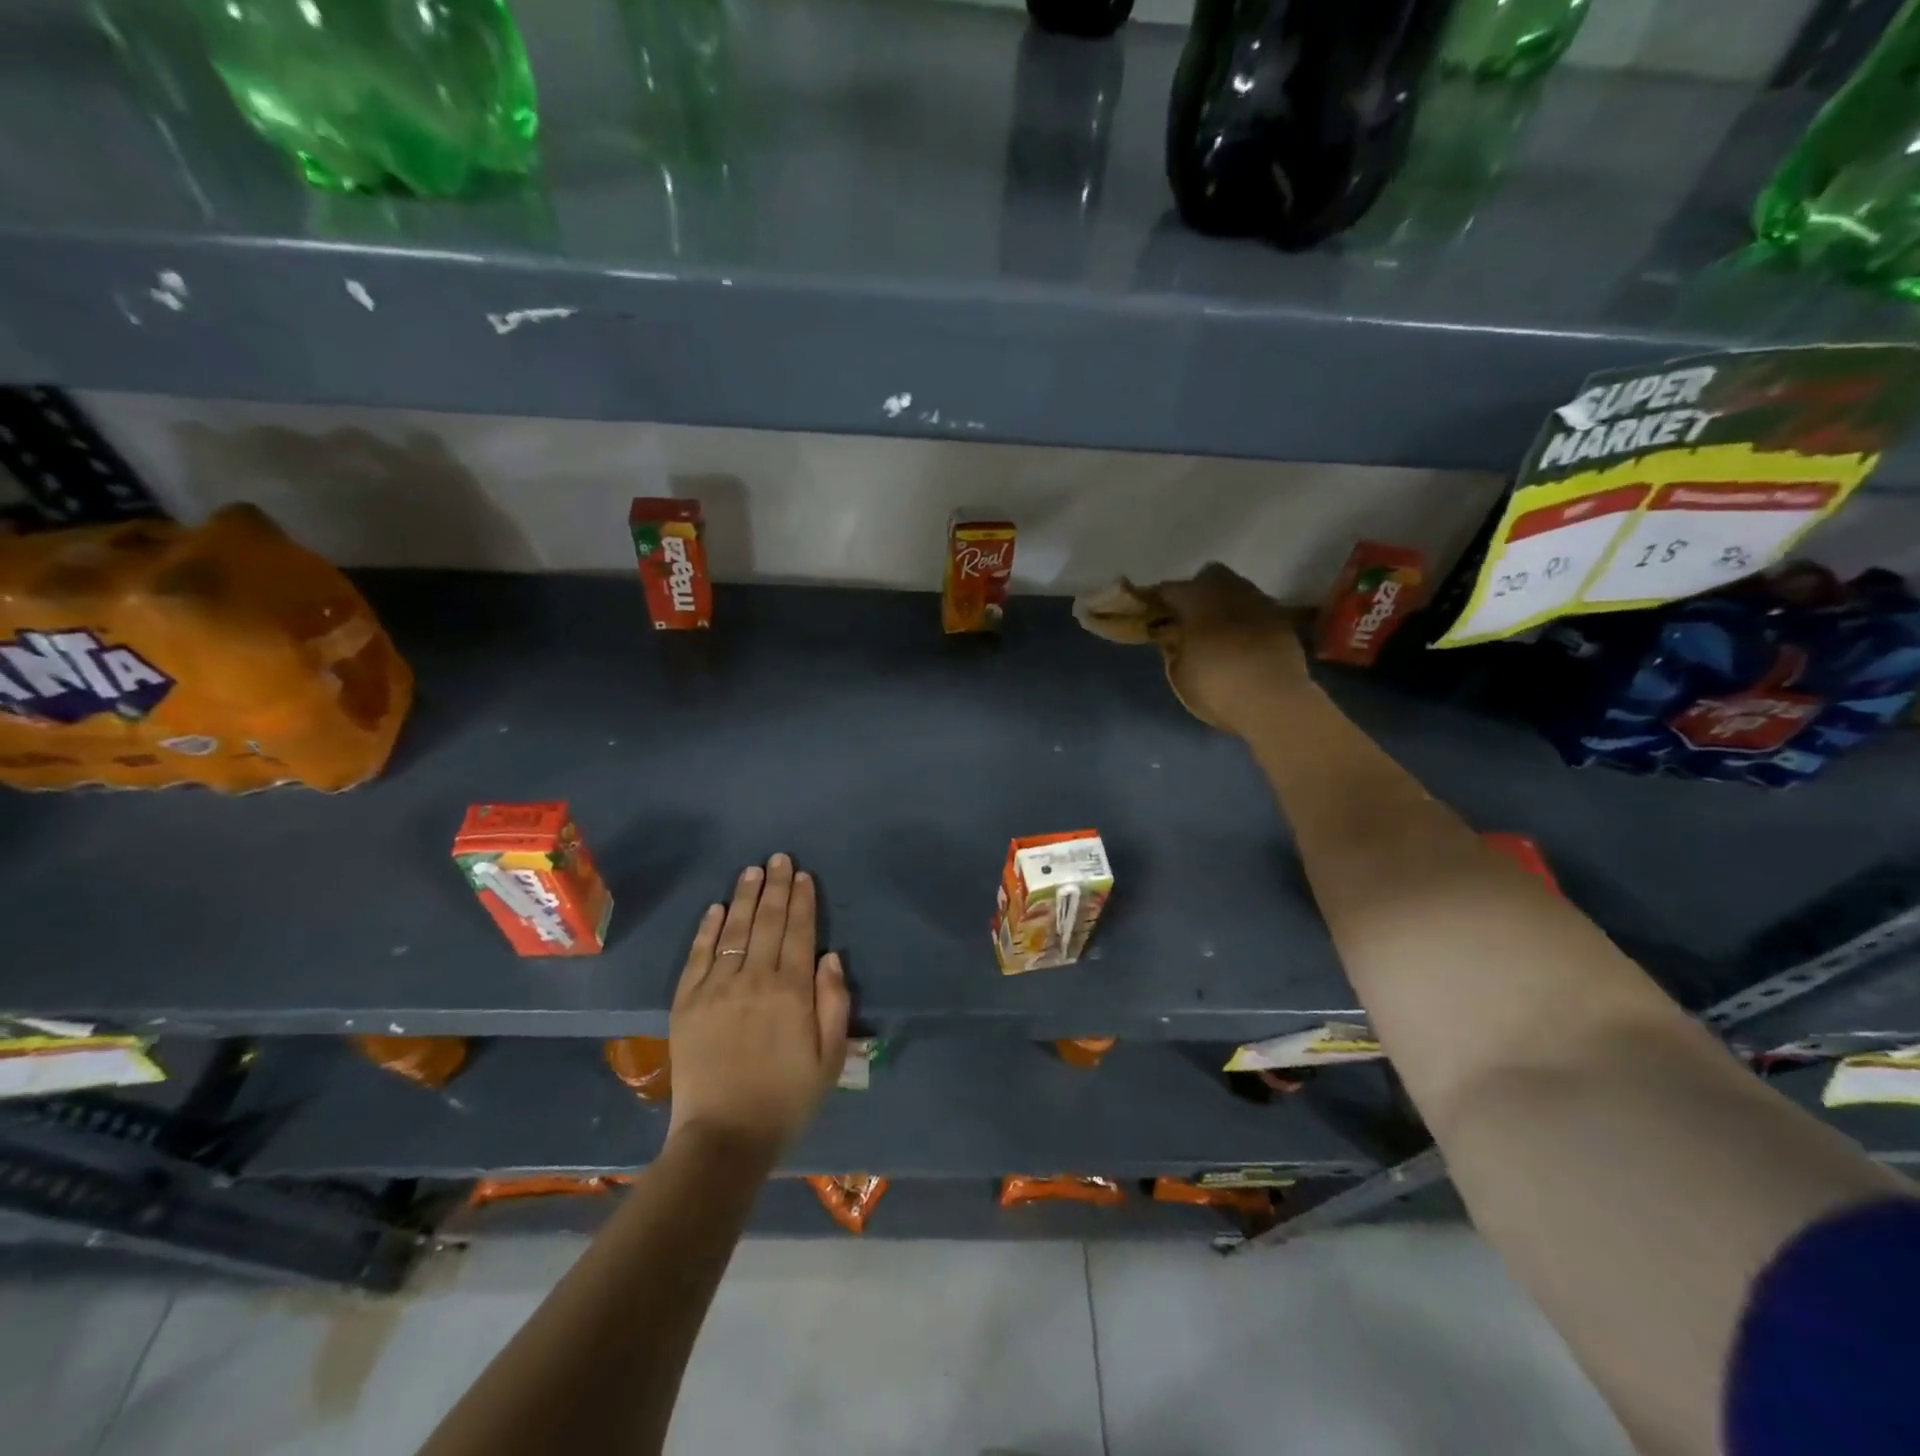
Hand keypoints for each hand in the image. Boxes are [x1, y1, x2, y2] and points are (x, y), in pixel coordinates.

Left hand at [667, 854, 849, 1160]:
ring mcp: (716, 988)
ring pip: (734, 930)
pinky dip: (708, 928)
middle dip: (777, 887)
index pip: (800, 932)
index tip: (804, 875)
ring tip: (752, 870)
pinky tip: (717, 908)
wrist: (723, 1138)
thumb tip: (831, 957)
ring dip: (745, 897)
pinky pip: (698, 955)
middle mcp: (754, 979)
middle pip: (768, 922)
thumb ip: (834, 1004)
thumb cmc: (786, 1100)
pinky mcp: (686, 1002)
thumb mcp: (829, 1059)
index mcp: (792, 992)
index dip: (803, 901)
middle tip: (779, 858)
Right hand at [1150, 563, 1310, 735]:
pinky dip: (1245, 619)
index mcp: (1198, 600)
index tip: (1153, 612)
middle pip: (1210, 575)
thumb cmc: (1217, 686)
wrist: (1274, 702)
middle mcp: (1231, 591)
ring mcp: (1261, 603)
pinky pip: (1256, 609)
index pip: (1171, 589)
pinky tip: (1241, 640)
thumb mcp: (1180, 674)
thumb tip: (1174, 636)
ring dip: (1225, 603)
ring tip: (1217, 628)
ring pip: (1237, 589)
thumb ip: (1174, 649)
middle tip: (1189, 615)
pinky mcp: (1283, 620)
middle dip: (1198, 590)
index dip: (1160, 599)